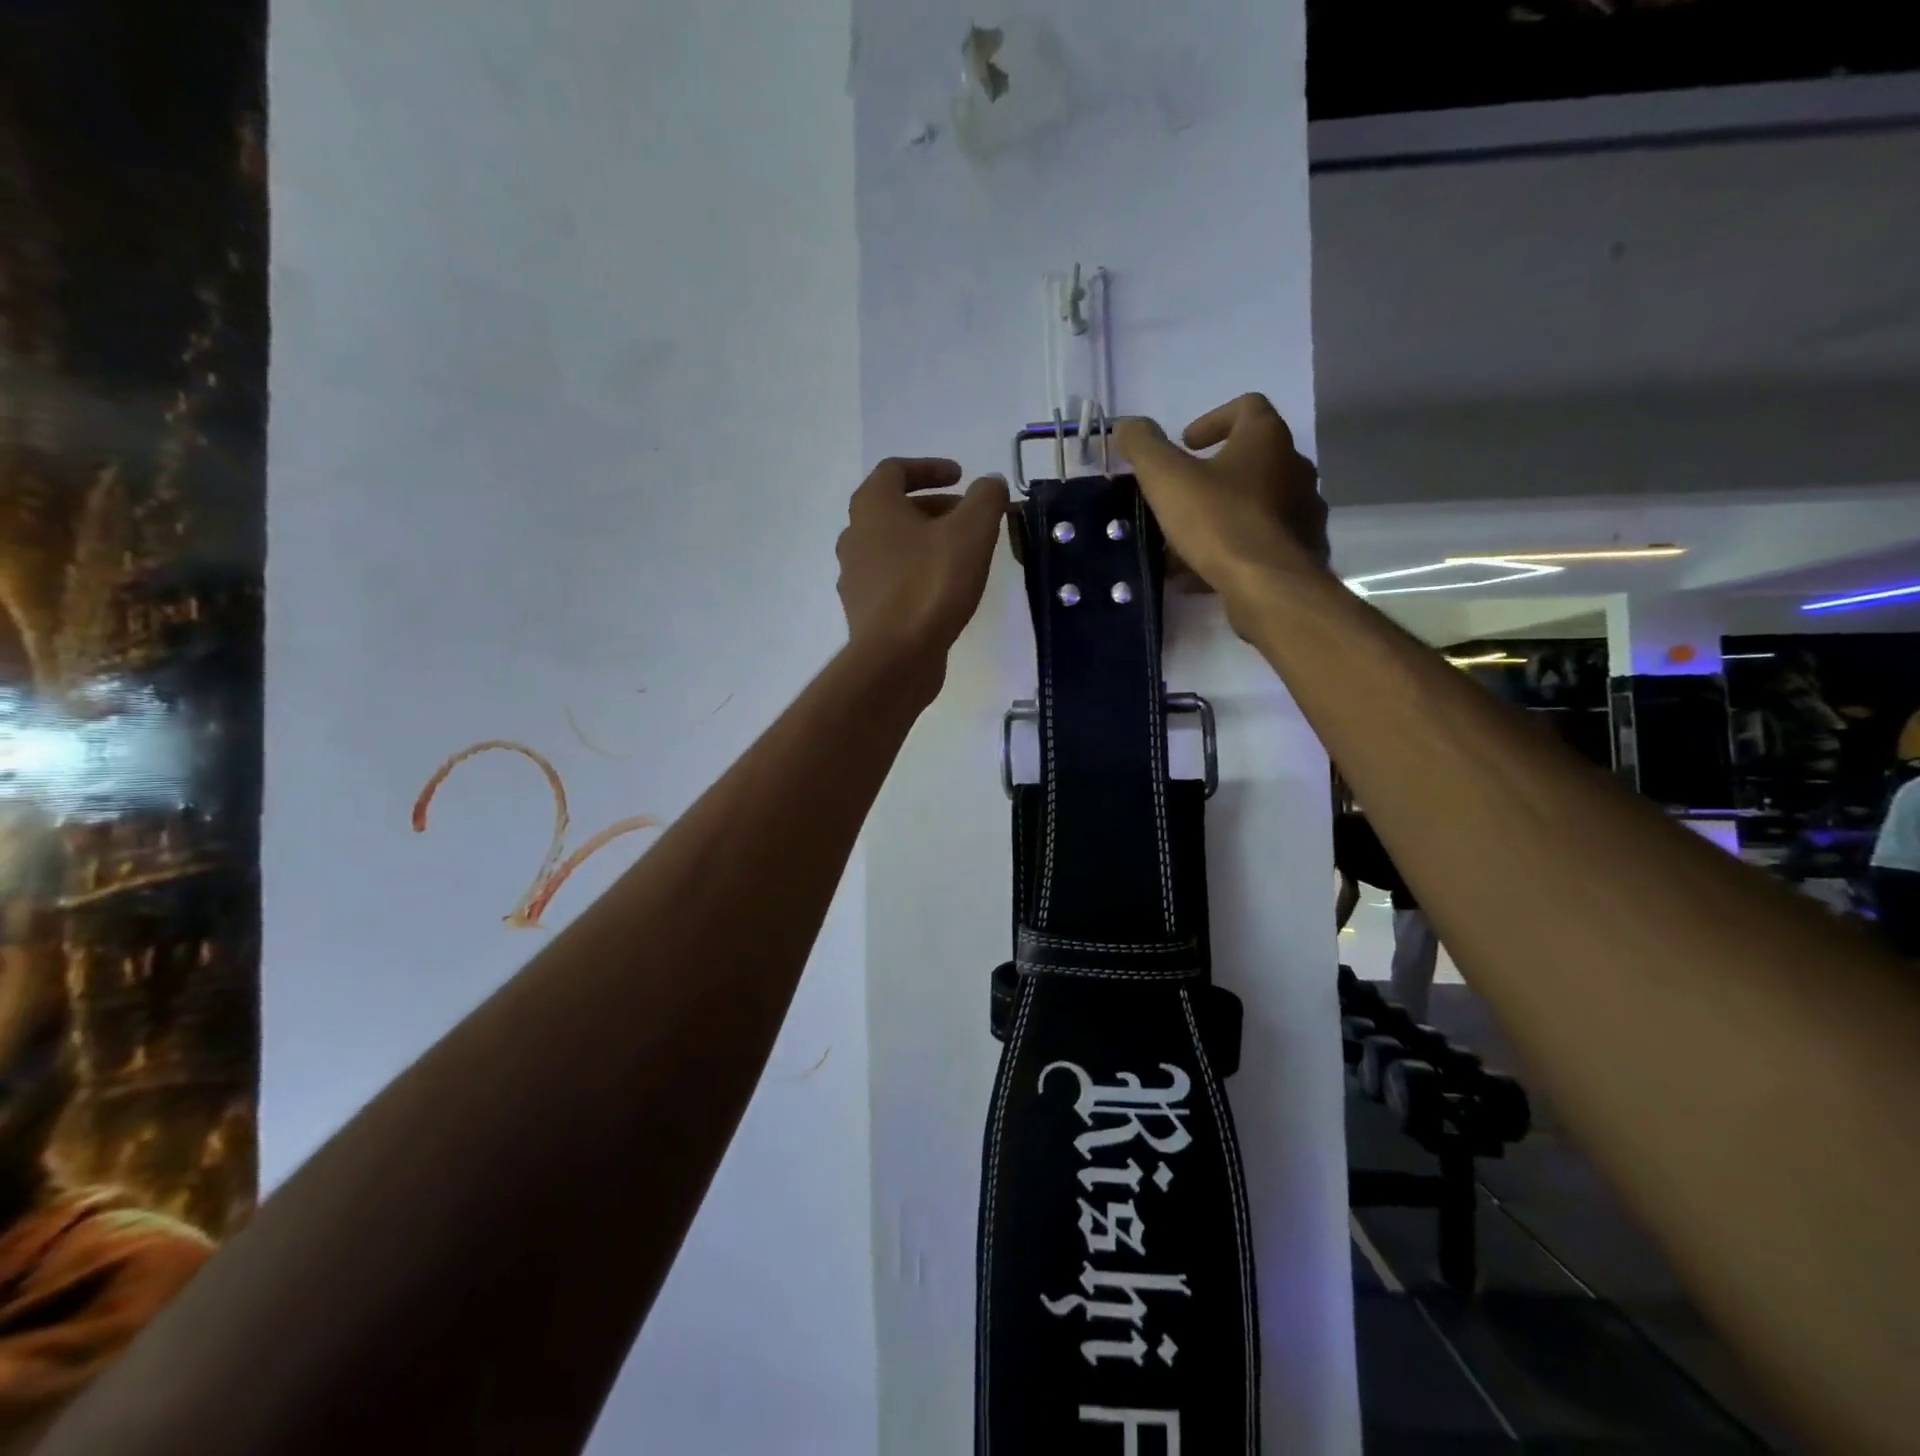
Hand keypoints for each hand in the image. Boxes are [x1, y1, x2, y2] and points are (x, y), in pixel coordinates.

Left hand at [836, 457, 1008, 694]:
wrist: (897, 657)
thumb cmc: (932, 583)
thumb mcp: (972, 531)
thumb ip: (985, 498)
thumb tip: (990, 484)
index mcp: (872, 507)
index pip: (895, 470)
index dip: (929, 468)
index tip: (960, 476)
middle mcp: (854, 536)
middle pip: (894, 510)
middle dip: (933, 508)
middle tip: (968, 519)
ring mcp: (855, 577)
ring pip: (892, 547)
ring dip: (925, 543)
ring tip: (961, 556)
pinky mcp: (864, 611)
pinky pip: (892, 581)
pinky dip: (917, 574)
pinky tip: (944, 591)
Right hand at [1115, 394, 1327, 614]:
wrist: (1268, 585)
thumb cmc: (1217, 520)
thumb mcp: (1166, 478)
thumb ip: (1143, 446)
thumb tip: (1128, 426)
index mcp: (1267, 439)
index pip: (1247, 408)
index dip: (1213, 420)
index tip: (1186, 444)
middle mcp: (1294, 468)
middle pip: (1251, 460)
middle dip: (1213, 475)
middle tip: (1180, 496)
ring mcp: (1302, 512)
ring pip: (1255, 506)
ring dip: (1220, 517)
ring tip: (1183, 543)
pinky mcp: (1300, 552)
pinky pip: (1260, 543)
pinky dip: (1231, 551)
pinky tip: (1199, 575)